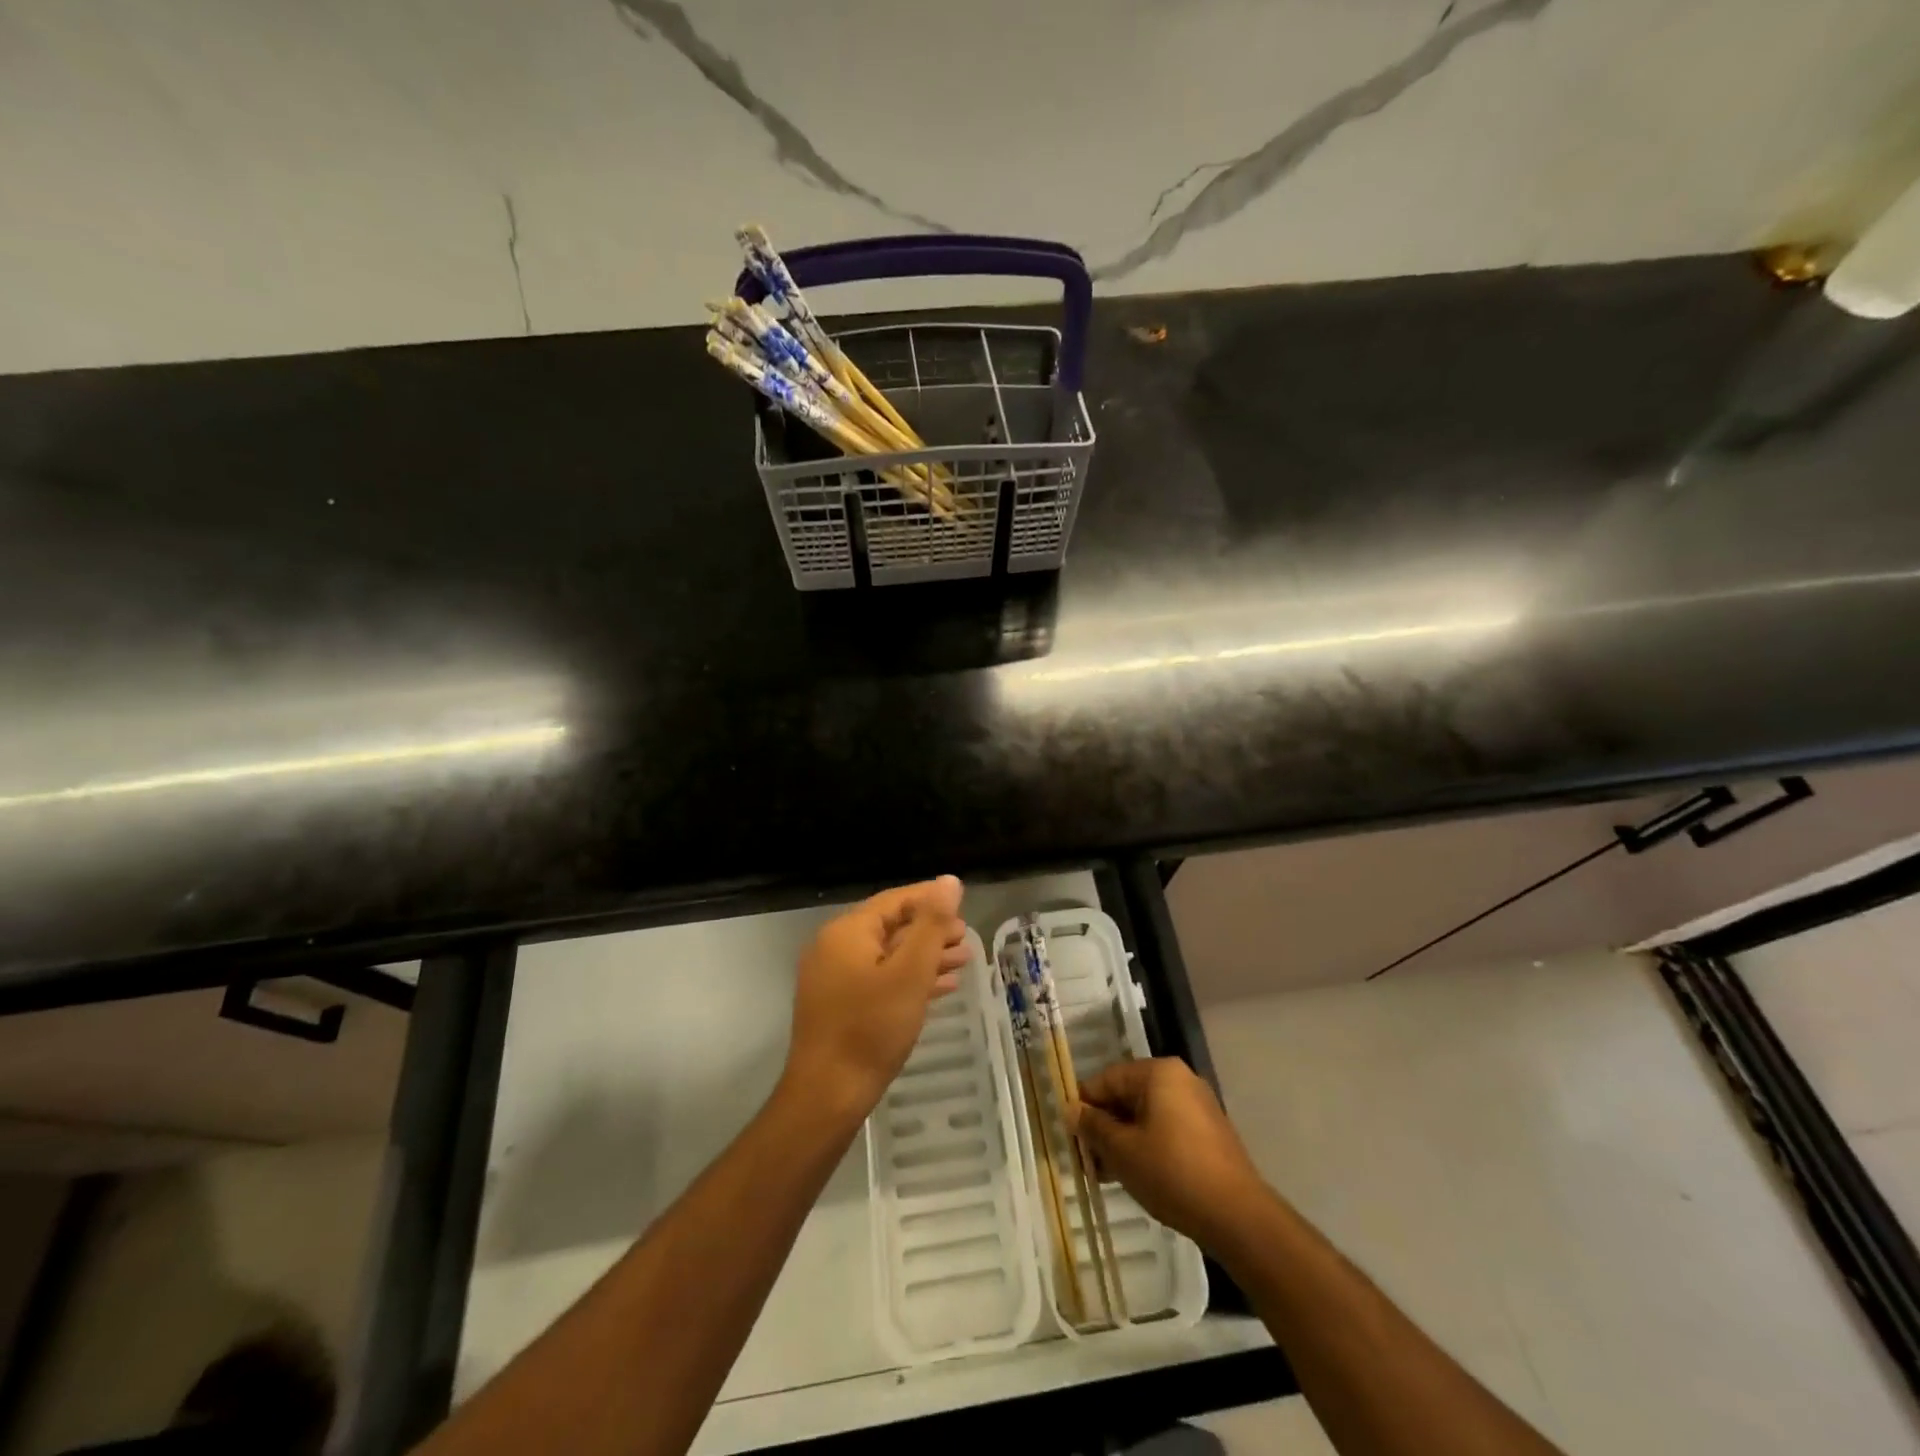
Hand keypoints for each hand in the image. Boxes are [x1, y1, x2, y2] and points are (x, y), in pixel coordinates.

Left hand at [782, 877, 968, 1123]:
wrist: (828, 1096)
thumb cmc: (871, 1028)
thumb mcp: (910, 972)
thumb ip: (931, 924)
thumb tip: (949, 881)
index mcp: (847, 931)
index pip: (895, 900)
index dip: (931, 899)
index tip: (964, 906)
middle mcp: (835, 947)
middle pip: (891, 926)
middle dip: (931, 931)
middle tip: (967, 939)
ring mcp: (834, 978)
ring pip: (887, 955)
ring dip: (925, 956)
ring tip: (963, 960)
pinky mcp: (839, 1005)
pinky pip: (879, 979)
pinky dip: (909, 979)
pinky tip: (940, 986)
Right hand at [1074, 1057, 1268, 1250]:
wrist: (1237, 1216)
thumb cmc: (1172, 1173)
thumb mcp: (1122, 1150)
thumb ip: (1093, 1126)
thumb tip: (1071, 1110)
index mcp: (1158, 1073)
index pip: (1107, 1079)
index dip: (1084, 1106)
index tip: (1070, 1136)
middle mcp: (1180, 1080)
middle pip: (1127, 1096)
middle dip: (1104, 1126)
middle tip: (1087, 1160)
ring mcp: (1198, 1106)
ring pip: (1146, 1116)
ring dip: (1123, 1140)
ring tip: (1107, 1174)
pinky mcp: (1209, 1134)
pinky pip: (1166, 1130)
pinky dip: (1147, 1146)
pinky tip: (1135, 1176)